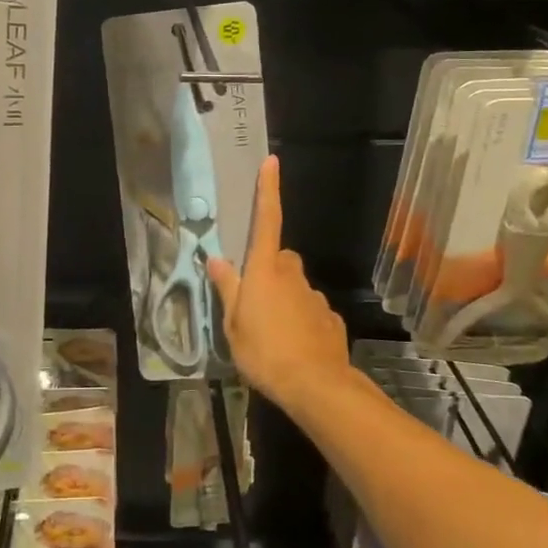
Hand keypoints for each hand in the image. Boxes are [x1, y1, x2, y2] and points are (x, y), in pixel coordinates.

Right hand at [207, 155, 348, 415]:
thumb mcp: (233, 323)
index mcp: (265, 270)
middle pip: (280, 258)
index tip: (271, 162)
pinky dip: (302, 320)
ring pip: (296, 286)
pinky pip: (311, 311)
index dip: (268, 190)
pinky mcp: (331, 319)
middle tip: (253, 298)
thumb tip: (216, 258)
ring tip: (272, 332)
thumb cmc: (264, 351)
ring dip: (284, 298)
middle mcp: (292, 275)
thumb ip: (227, 288)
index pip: (267, 220)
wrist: (316, 386)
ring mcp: (315, 296)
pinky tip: (294, 345)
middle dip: (269, 269)